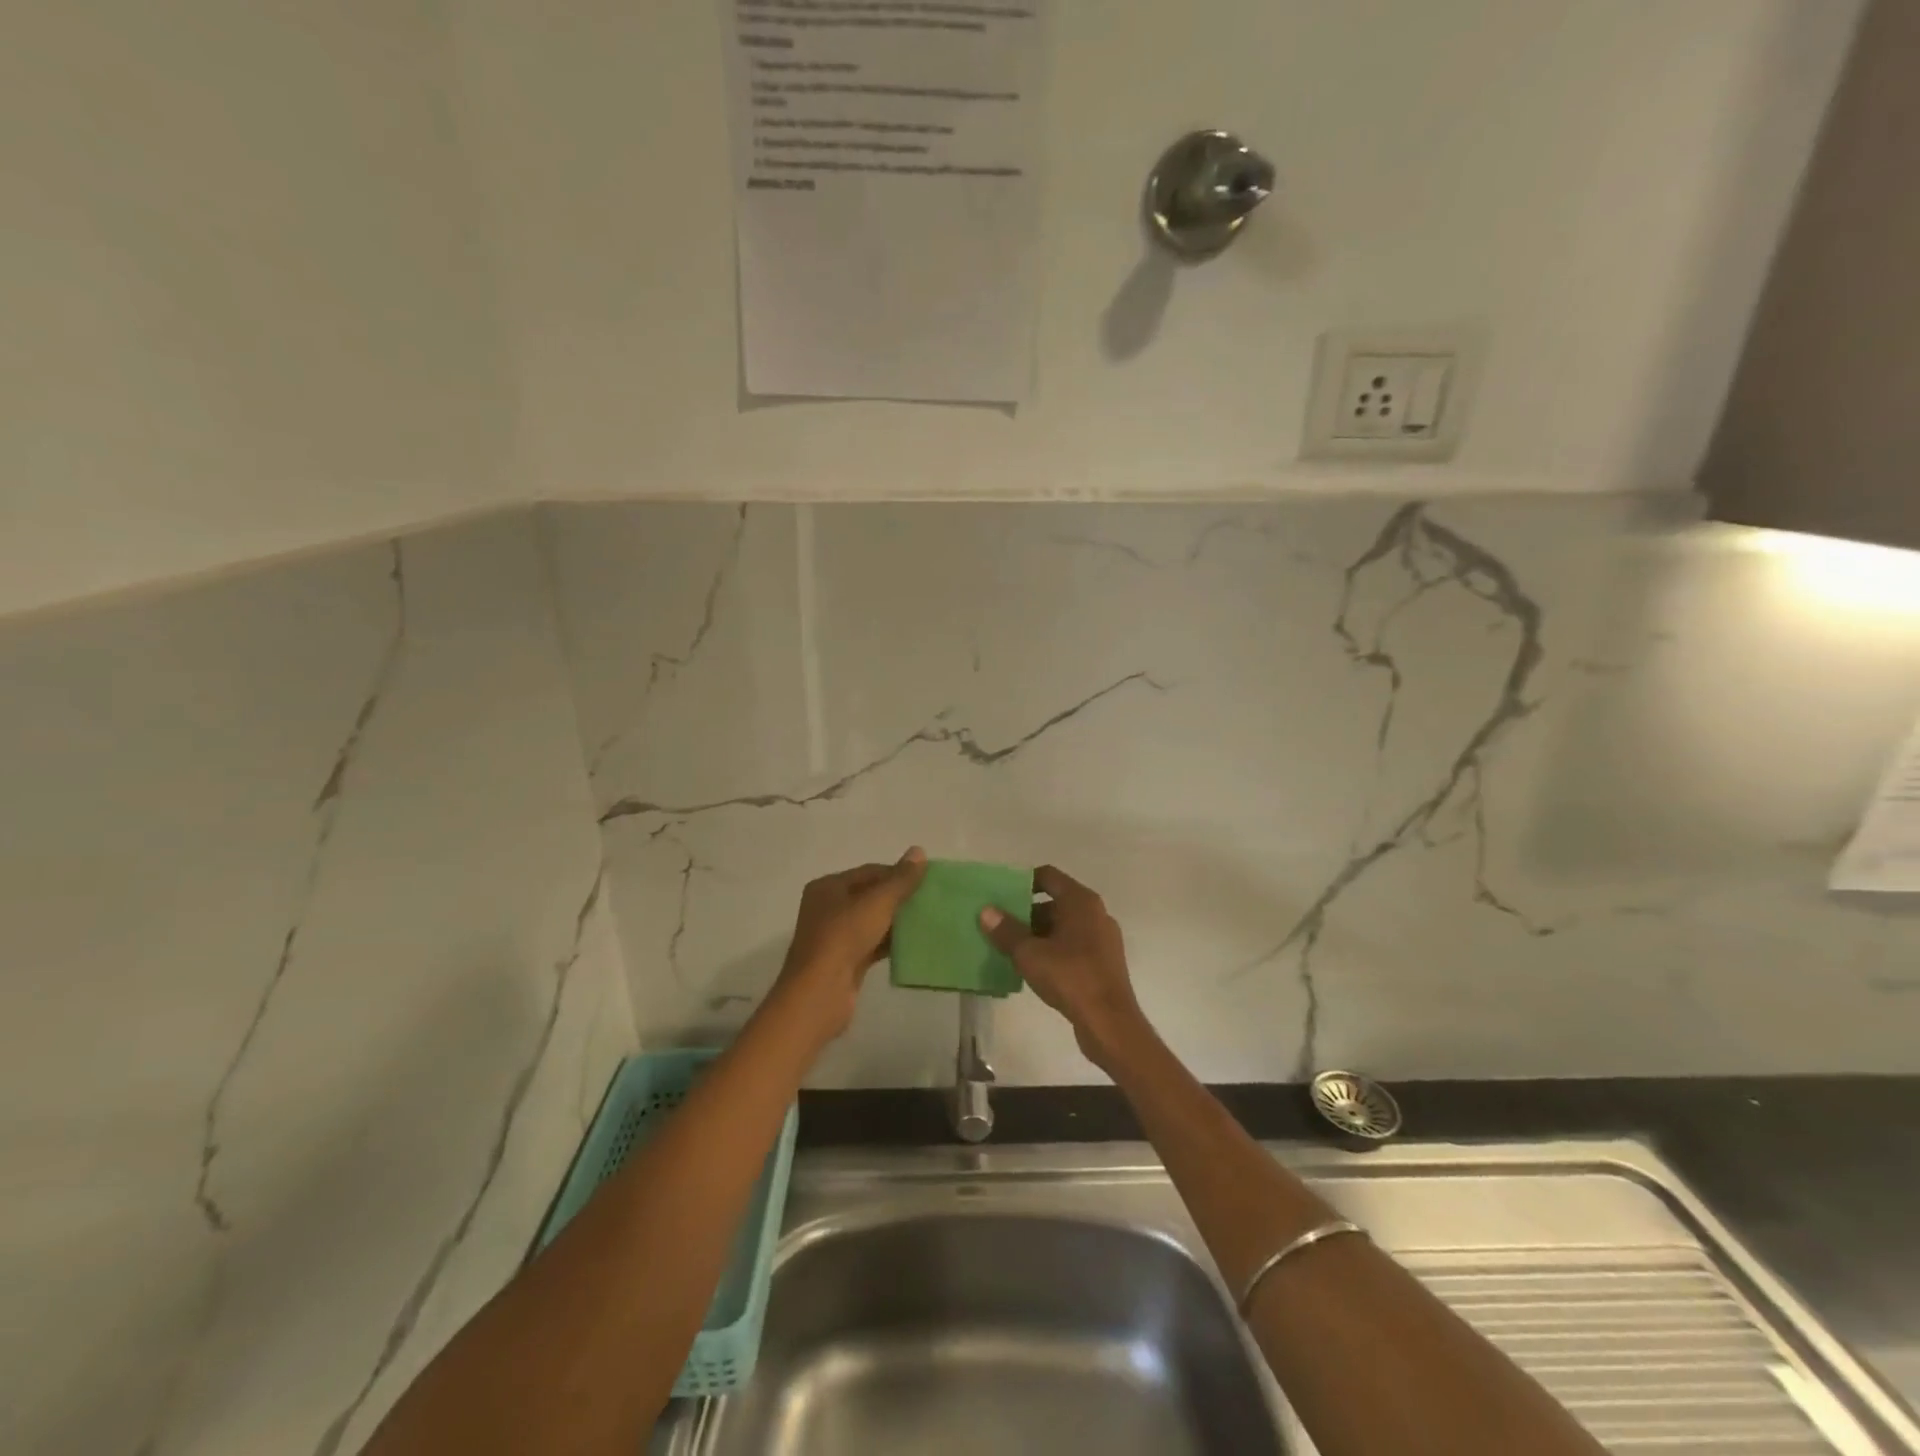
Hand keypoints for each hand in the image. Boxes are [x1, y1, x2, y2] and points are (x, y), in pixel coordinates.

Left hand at [767, 847, 927, 1050]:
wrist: (820, 994)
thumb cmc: (844, 938)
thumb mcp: (877, 903)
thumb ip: (900, 879)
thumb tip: (919, 851)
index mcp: (828, 887)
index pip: (869, 872)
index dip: (898, 873)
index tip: (926, 880)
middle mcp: (828, 908)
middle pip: (870, 896)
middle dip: (899, 898)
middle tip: (930, 900)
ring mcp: (835, 937)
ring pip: (872, 921)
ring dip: (897, 921)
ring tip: (928, 920)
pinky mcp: (845, 961)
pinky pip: (872, 944)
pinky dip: (890, 943)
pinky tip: (914, 944)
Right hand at [980, 865, 1153, 1073]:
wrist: (1109, 1023)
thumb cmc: (1070, 977)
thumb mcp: (1030, 953)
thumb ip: (1007, 930)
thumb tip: (986, 910)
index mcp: (1081, 901)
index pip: (1048, 876)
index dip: (1023, 882)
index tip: (1001, 896)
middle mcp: (1095, 913)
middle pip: (1055, 902)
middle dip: (1026, 913)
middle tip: (1000, 926)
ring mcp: (1103, 938)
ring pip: (1063, 926)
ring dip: (1038, 934)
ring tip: (1011, 948)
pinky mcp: (1103, 961)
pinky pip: (1073, 945)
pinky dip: (1053, 950)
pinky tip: (1034, 968)